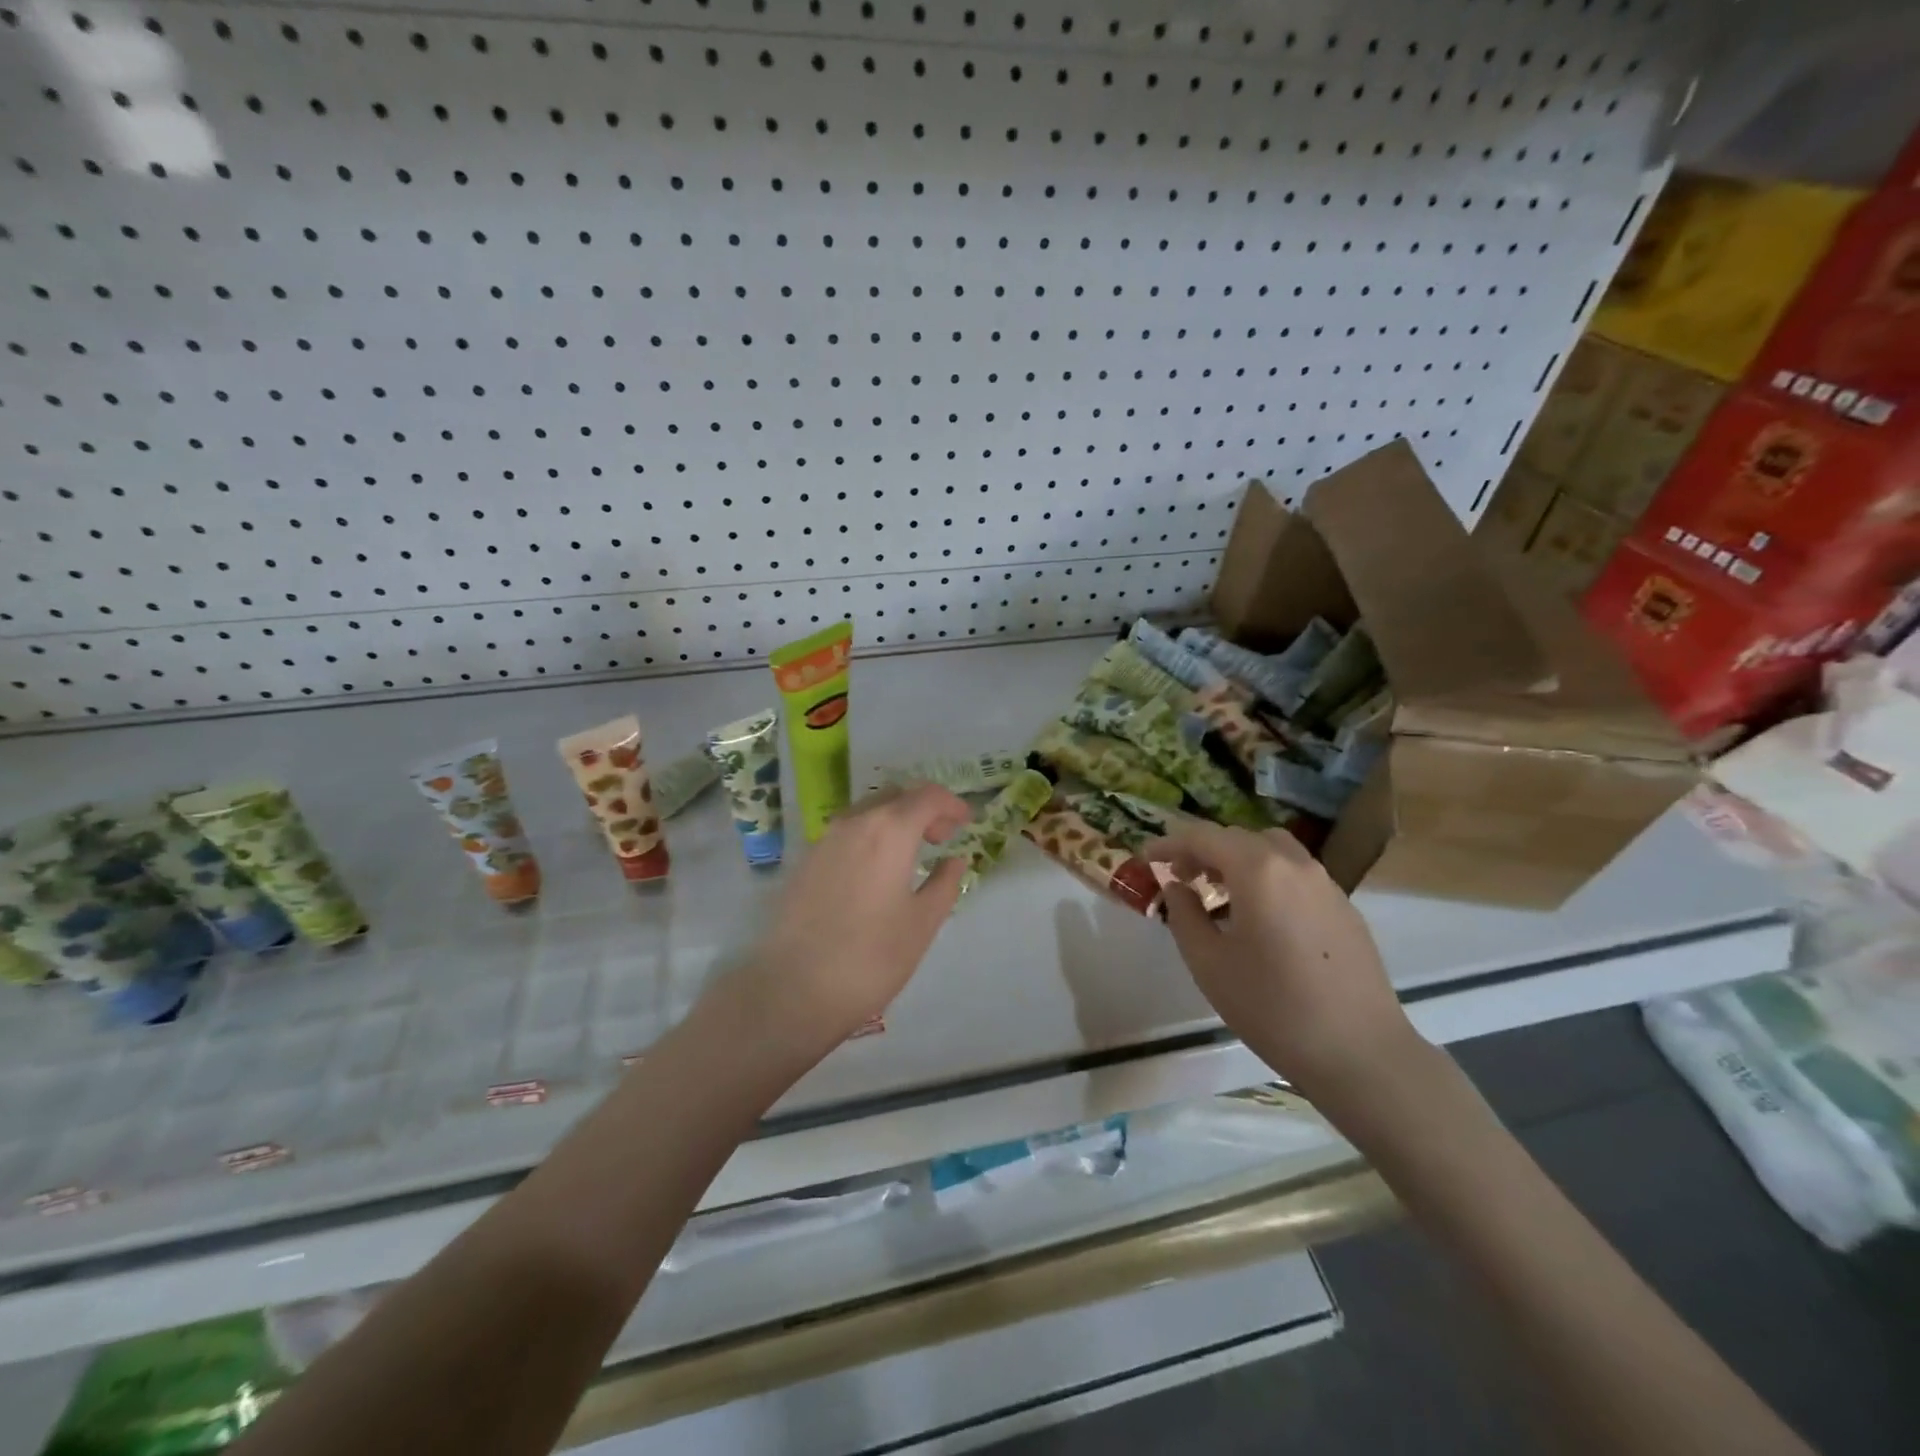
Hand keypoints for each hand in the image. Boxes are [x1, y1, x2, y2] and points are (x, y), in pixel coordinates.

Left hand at [745, 783, 971, 1049]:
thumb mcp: (922, 923)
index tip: (966, 822)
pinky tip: (876, 869)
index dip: (951, 804)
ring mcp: (825, 839)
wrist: (793, 988)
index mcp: (890, 830)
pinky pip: (846, 832)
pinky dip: (870, 835)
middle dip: (923, 808)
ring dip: (894, 820)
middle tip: (942, 837)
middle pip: (896, 796)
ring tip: (911, 853)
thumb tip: (954, 860)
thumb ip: (944, 883)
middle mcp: (855, 822)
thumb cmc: (870, 957)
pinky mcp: (805, 860)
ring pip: (868, 811)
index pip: (927, 796)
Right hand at [1148, 821, 1418, 1100]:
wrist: (1359, 1052)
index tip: (1147, 857)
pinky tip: (1258, 916)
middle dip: (1203, 849)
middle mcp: (1294, 864)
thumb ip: (1184, 915)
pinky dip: (1267, 876)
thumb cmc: (1272, 1007)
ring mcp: (1325, 884)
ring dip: (1238, 859)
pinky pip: (1295, 873)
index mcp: (1258, 870)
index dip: (1170, 843)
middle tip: (1179, 876)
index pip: (1204, 837)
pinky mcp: (1344, 907)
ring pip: (1272, 850)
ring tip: (1218, 892)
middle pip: (1239, 837)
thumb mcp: (1209, 963)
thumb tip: (1177, 887)